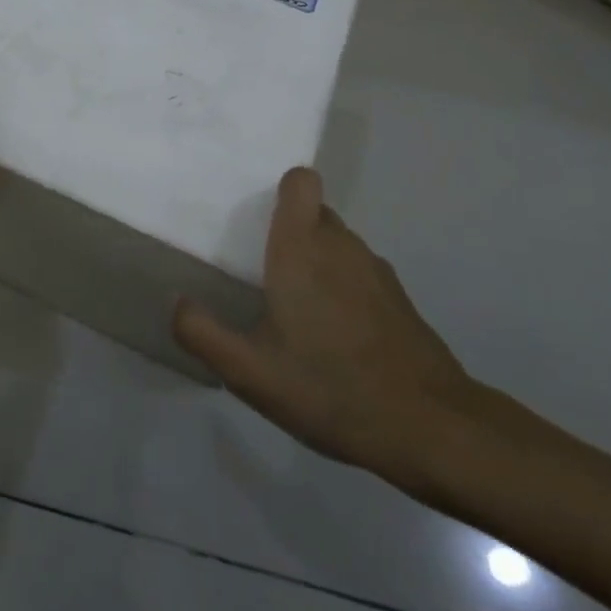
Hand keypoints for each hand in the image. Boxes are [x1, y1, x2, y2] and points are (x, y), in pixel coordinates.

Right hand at [173, 167, 478, 490]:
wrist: (432, 428)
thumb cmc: (332, 388)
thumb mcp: (251, 373)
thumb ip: (203, 333)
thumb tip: (177, 302)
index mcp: (302, 247)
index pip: (300, 181)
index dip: (281, 190)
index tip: (259, 219)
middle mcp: (340, 245)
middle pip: (313, 212)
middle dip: (289, 233)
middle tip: (263, 271)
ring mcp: (375, 271)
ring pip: (337, 244)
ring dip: (316, 263)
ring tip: (296, 312)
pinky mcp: (398, 299)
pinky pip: (358, 274)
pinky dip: (343, 290)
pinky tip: (334, 340)